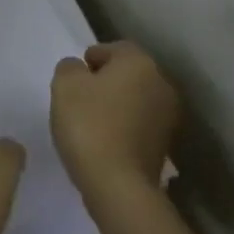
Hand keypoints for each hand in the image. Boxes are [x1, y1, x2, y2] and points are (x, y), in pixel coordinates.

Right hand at [51, 41, 178, 214]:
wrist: (119, 185)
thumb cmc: (90, 125)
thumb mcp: (65, 85)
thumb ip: (69, 67)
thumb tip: (79, 69)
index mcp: (139, 63)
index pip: (115, 48)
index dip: (92, 58)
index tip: (74, 77)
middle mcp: (161, 84)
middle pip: (129, 73)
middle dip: (106, 81)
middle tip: (80, 97)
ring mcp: (168, 117)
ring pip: (135, 99)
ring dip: (116, 104)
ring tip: (91, 121)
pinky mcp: (165, 145)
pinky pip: (139, 124)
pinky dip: (124, 126)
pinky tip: (105, 140)